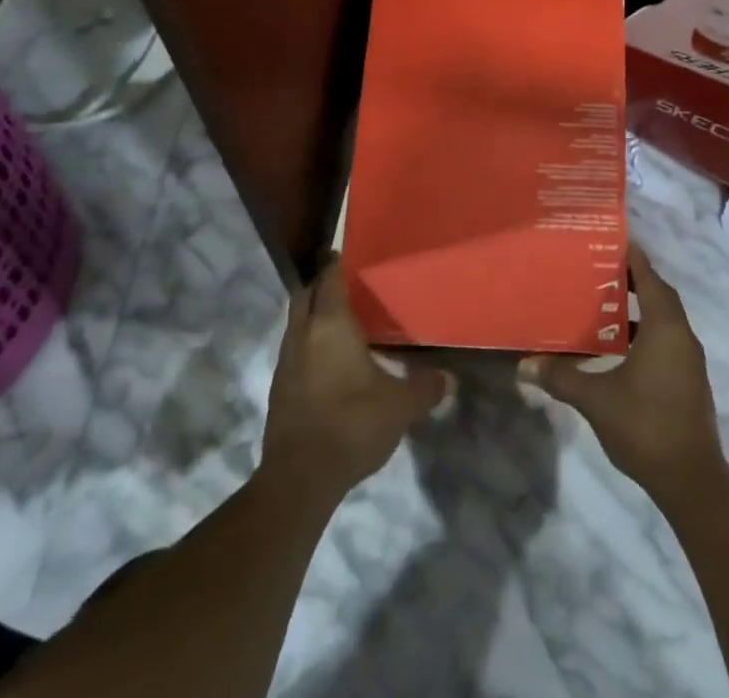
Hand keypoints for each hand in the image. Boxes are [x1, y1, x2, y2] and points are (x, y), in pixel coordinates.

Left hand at [260, 262, 451, 503]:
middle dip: (320, 283)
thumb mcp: (400, 406)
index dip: (336, 262)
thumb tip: (449, 379)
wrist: (299, 478)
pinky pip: (293, 348)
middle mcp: (303, 333)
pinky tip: (326, 357)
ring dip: (311, 313)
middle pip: (306, 294)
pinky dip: (307, 342)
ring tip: (337, 317)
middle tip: (343, 280)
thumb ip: (425, 387)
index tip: (345, 250)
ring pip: (296, 321)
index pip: (329, 278)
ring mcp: (286, 360)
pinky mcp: (279, 387)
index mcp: (330, 325)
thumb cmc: (352, 424)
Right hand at [518, 243, 724, 502]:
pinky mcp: (689, 380)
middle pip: (660, 295)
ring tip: (604, 305)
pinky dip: (646, 333)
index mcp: (665, 328)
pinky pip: (667, 340)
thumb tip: (523, 365)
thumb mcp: (596, 399)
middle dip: (634, 280)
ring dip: (640, 309)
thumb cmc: (645, 426)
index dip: (633, 257)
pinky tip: (619, 348)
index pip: (650, 278)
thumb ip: (561, 377)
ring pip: (665, 320)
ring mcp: (689, 360)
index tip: (612, 240)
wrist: (691, 480)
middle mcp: (682, 336)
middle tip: (600, 270)